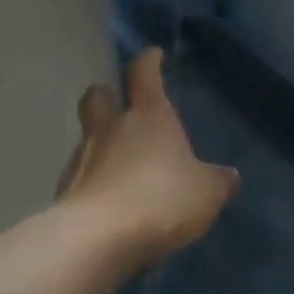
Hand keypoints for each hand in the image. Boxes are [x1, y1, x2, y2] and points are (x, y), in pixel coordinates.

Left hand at [58, 48, 238, 265]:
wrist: (97, 238)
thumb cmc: (160, 199)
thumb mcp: (206, 192)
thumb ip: (217, 181)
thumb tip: (229, 175)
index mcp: (148, 116)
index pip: (144, 74)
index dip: (148, 62)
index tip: (152, 55)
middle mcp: (111, 128)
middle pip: (98, 96)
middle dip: (107, 94)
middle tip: (118, 103)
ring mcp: (83, 158)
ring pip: (88, 138)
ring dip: (101, 144)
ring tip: (120, 165)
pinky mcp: (65, 191)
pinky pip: (81, 177)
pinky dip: (93, 182)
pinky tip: (109, 201)